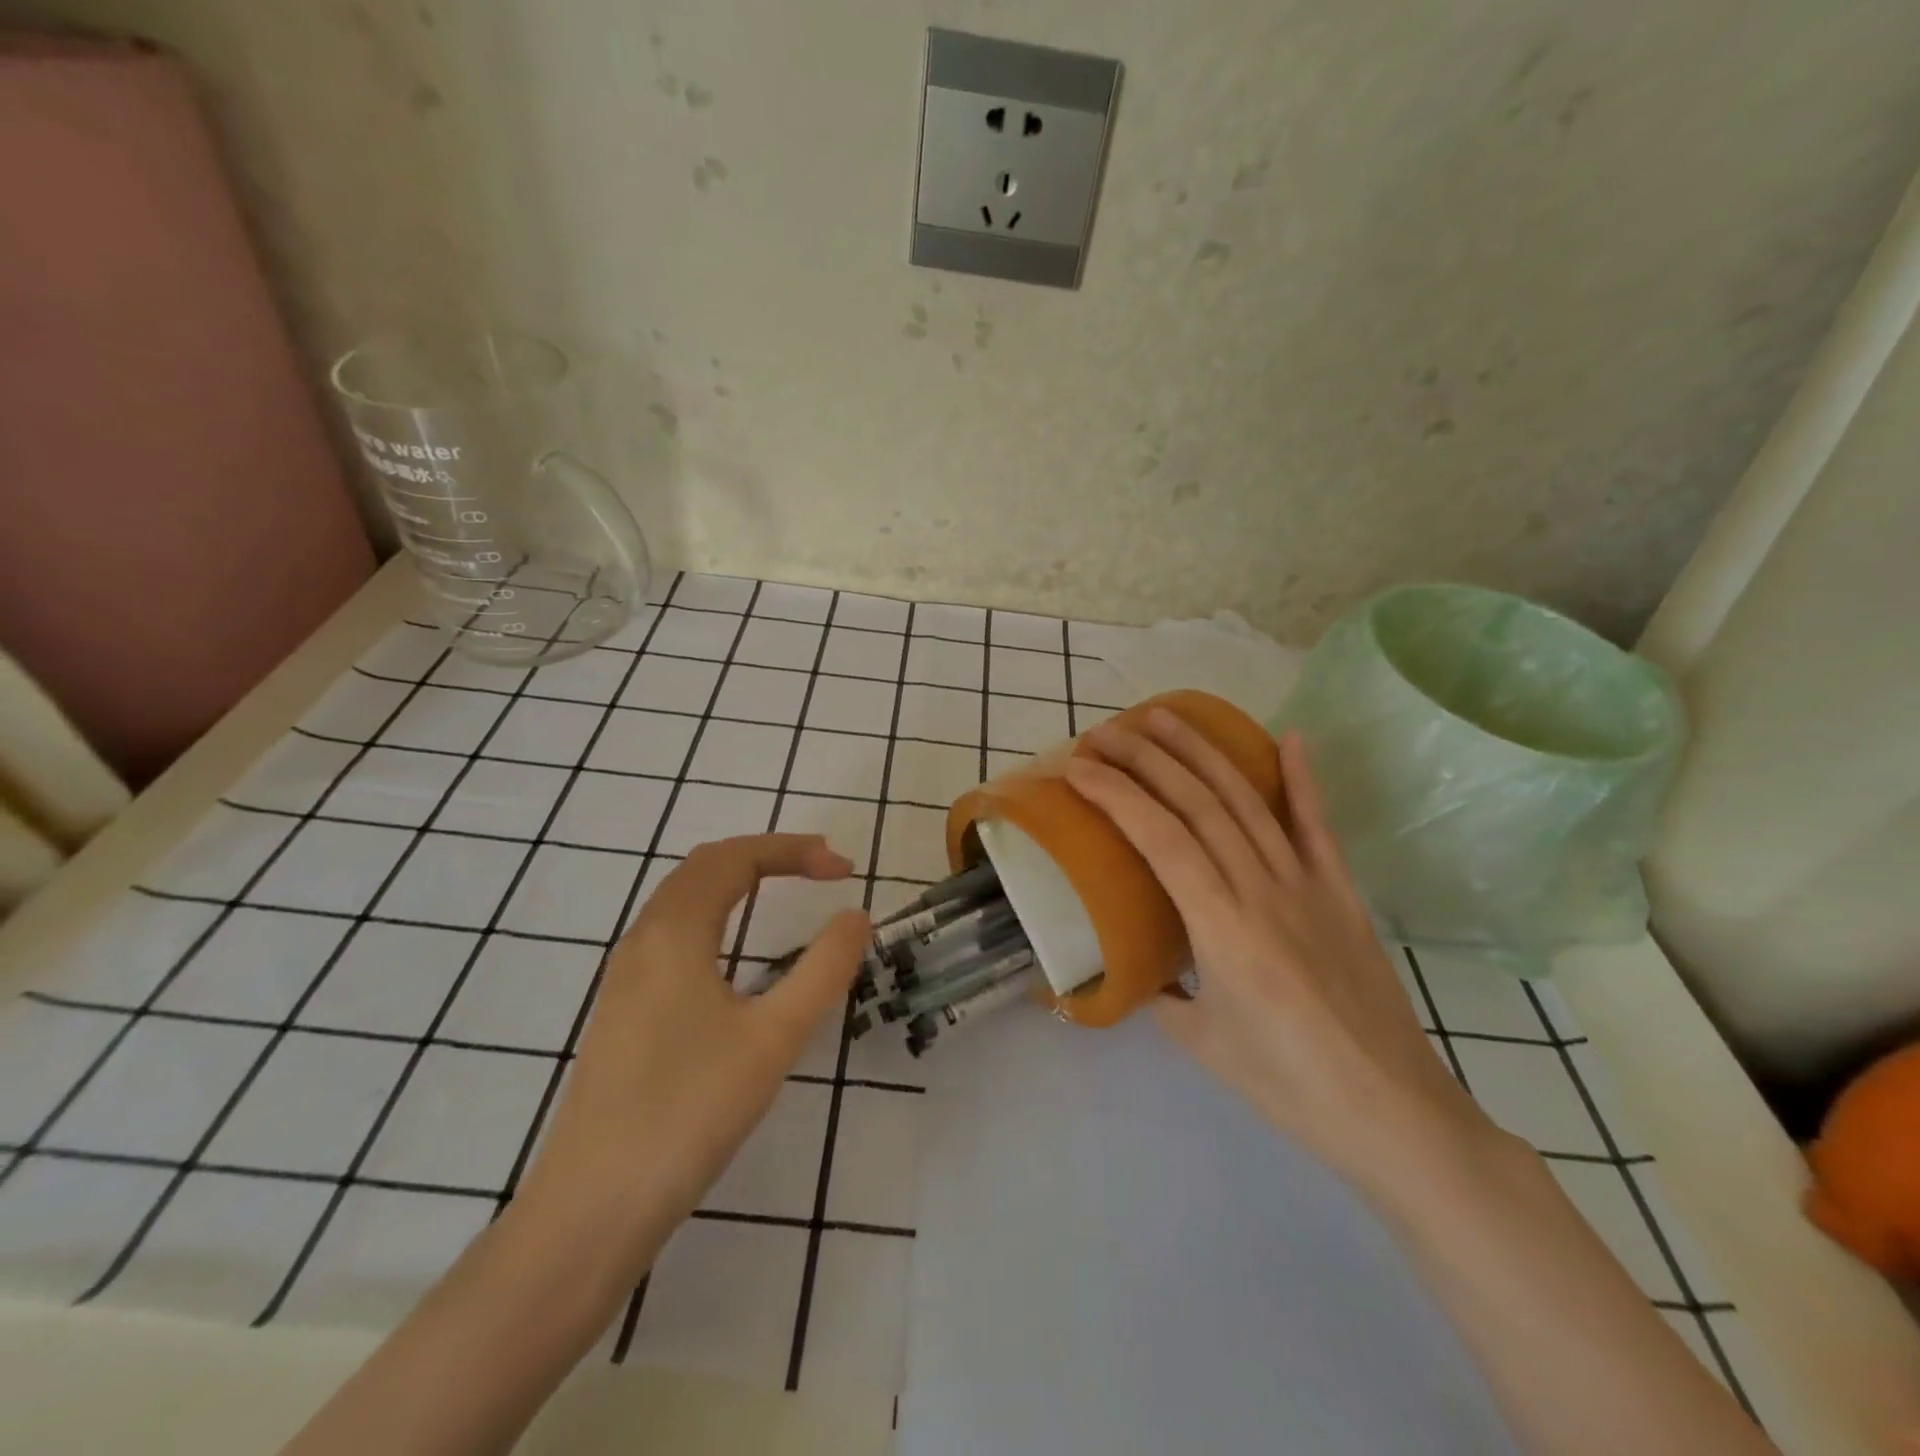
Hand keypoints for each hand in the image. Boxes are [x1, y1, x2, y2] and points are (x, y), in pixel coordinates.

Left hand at [514, 834, 868, 1282]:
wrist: (591, 1208)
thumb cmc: (689, 1112)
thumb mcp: (774, 1037)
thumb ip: (823, 969)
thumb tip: (855, 916)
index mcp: (674, 932)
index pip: (736, 858)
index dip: (795, 850)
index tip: (845, 869)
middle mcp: (643, 939)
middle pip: (706, 866)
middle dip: (768, 855)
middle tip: (823, 869)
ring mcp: (626, 975)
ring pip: (684, 897)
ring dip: (739, 879)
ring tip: (786, 889)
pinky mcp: (623, 1009)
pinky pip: (673, 930)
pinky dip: (717, 910)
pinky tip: (737, 949)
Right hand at [1066, 713, 1507, 1209]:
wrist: (1394, 1114)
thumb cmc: (1288, 1086)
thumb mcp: (1200, 1042)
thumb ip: (1160, 993)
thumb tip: (1137, 966)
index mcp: (1222, 929)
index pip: (1161, 839)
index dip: (1118, 795)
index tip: (1080, 767)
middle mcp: (1263, 891)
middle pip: (1199, 805)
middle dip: (1147, 759)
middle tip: (1107, 731)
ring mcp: (1309, 886)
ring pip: (1248, 802)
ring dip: (1203, 753)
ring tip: (1165, 717)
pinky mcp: (1343, 894)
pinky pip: (1319, 827)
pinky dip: (1304, 780)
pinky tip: (1290, 738)